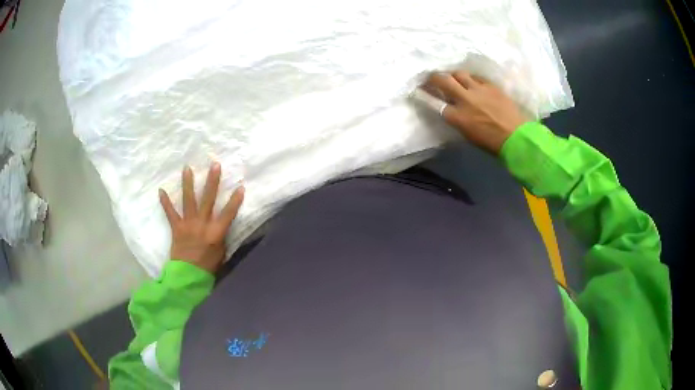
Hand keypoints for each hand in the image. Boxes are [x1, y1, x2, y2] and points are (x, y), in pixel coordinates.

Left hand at [159, 163, 244, 273]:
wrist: (188, 277)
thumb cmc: (208, 267)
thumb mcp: (221, 253)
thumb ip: (221, 237)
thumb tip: (221, 226)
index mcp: (216, 232)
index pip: (228, 213)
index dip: (235, 201)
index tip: (241, 187)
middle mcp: (202, 224)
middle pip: (208, 199)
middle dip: (212, 181)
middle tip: (215, 165)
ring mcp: (188, 224)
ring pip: (189, 200)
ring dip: (188, 184)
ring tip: (187, 168)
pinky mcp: (176, 228)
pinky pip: (170, 213)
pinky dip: (165, 202)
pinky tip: (161, 190)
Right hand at [423, 71, 527, 154]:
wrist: (516, 137)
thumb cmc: (491, 142)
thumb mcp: (467, 134)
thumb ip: (456, 118)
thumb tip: (450, 108)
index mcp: (457, 117)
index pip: (433, 101)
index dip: (423, 94)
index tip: (418, 90)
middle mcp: (464, 99)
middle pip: (443, 80)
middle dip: (434, 77)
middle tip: (433, 77)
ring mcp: (478, 89)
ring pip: (459, 73)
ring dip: (454, 75)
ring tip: (456, 78)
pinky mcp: (490, 85)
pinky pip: (476, 77)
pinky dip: (471, 79)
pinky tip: (473, 83)